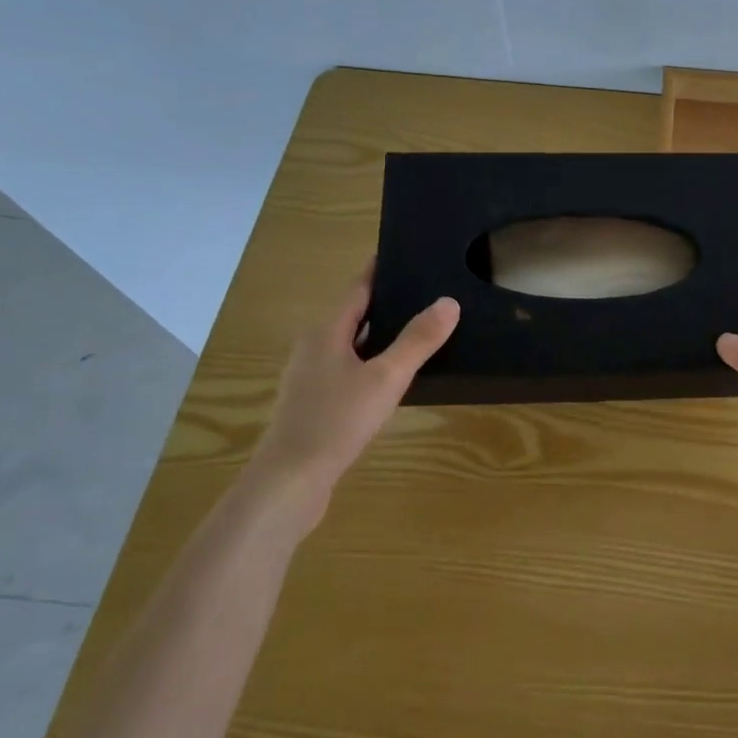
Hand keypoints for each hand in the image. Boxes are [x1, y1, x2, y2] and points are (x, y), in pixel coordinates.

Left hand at [246, 267, 458, 536]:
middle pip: (353, 316)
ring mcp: (310, 378)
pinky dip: (371, 364)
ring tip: (418, 332)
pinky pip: (348, 371)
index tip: (405, 254)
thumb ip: (418, 340)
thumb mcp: (387, 377)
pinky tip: (393, 379)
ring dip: (380, 336)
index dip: (380, 271)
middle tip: (426, 293)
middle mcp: (313, 348)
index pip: (358, 289)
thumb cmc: (337, 421)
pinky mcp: (313, 405)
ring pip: (351, 345)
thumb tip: (448, 301)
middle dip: (386, 303)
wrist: (289, 482)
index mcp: (326, 332)